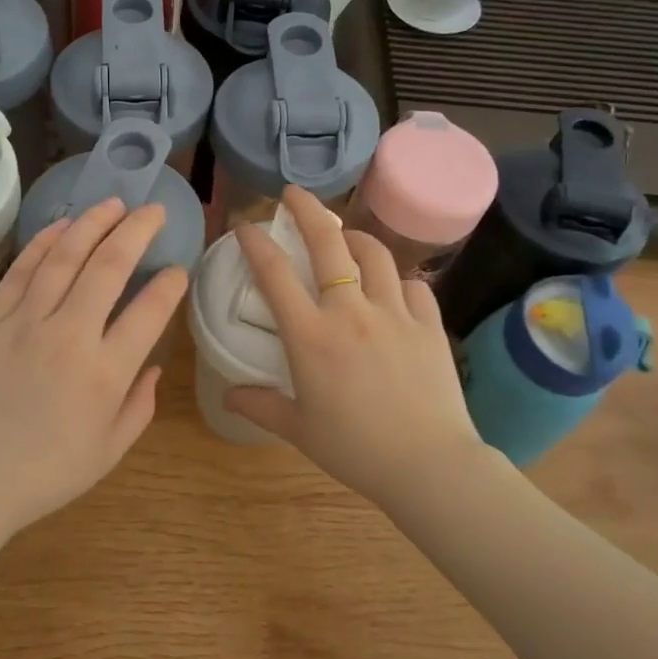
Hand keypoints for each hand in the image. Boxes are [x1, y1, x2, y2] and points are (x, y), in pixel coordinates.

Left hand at [0, 197, 188, 538]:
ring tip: (113, 204)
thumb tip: (154, 367)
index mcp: (105, 373)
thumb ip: (140, 406)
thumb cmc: (44, 474)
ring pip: (64, 257)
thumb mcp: (108, 452)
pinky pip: (21, 270)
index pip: (149, 311)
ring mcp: (25, 323)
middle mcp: (69, 336)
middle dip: (137, 231)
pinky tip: (63, 225)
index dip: (170, 284)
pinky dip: (44, 242)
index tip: (178, 270)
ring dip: (93, 224)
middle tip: (153, 211)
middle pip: (109, 266)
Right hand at [225, 187, 483, 511]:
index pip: (274, 273)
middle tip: (292, 193)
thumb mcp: (299, 430)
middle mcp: (350, 311)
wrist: (429, 465)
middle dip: (305, 209)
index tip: (245, 225)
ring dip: (353, 237)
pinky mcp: (428, 323)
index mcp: (311, 335)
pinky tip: (392, 290)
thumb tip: (228, 395)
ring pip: (373, 253)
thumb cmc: (355, 449)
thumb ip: (260, 405)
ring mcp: (394, 312)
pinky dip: (397, 281)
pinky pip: (412, 285)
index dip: (255, 242)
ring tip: (344, 237)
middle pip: (326, 241)